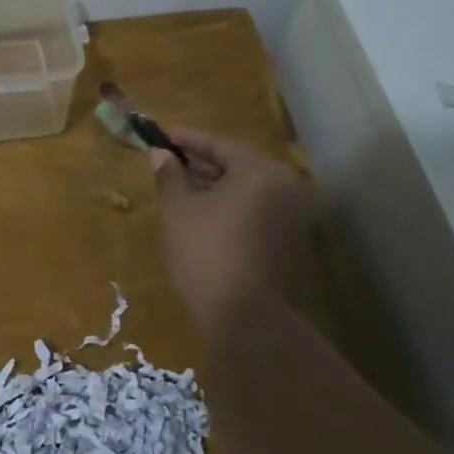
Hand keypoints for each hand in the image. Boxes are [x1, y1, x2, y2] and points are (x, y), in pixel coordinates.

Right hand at [150, 127, 315, 335]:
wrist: (244, 317)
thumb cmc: (205, 252)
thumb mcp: (177, 210)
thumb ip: (169, 175)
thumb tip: (161, 154)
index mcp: (262, 172)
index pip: (222, 145)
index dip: (189, 140)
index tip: (164, 136)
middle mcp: (286, 188)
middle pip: (238, 167)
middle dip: (201, 165)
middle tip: (169, 163)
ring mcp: (292, 219)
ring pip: (245, 193)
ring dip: (213, 189)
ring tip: (179, 191)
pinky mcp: (288, 245)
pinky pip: (253, 214)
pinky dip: (228, 210)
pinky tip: (200, 217)